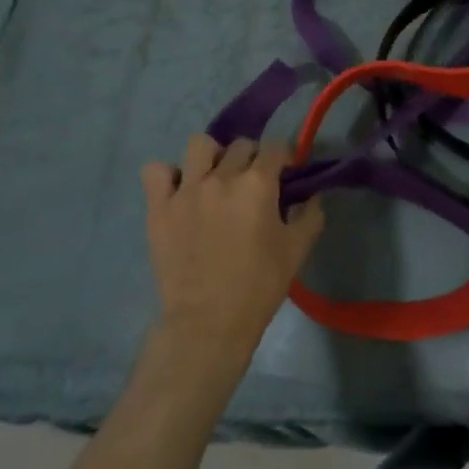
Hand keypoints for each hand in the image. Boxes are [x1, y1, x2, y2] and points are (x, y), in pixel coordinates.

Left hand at [141, 135, 324, 365]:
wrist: (208, 323)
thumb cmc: (259, 286)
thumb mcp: (297, 250)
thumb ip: (310, 215)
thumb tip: (312, 195)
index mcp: (258, 184)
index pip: (275, 148)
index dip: (283, 158)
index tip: (285, 174)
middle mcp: (222, 177)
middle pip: (240, 146)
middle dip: (252, 158)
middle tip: (252, 184)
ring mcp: (187, 190)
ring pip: (199, 145)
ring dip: (211, 156)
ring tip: (214, 178)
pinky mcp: (159, 208)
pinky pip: (156, 171)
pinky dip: (168, 175)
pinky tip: (180, 191)